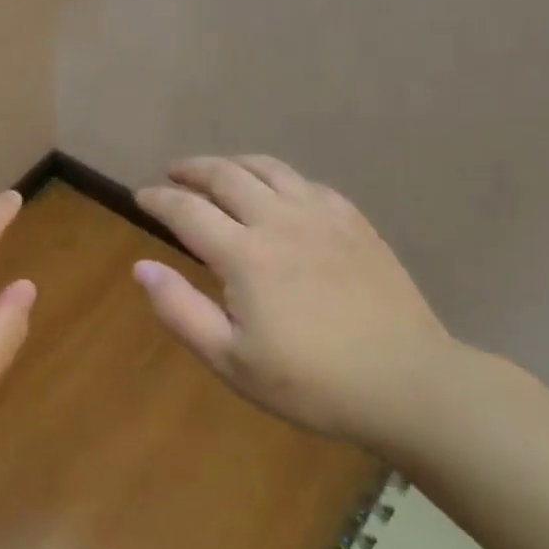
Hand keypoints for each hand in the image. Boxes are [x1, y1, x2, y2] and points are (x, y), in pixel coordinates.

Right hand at [134, 155, 456, 447]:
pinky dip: (278, 178)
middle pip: (226, 175)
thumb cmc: (311, 383)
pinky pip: (307, 182)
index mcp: (246, 255)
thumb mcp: (231, 360)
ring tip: (216, 170)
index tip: (140, 196)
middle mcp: (280, 221)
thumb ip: (180, 310)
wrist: (408, 384)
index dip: (158, 199)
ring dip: (233, 163)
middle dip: (192, 169)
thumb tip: (142, 266)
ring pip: (268, 168)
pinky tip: (276, 191)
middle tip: (173, 173)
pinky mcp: (355, 222)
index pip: (187, 210)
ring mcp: (323, 217)